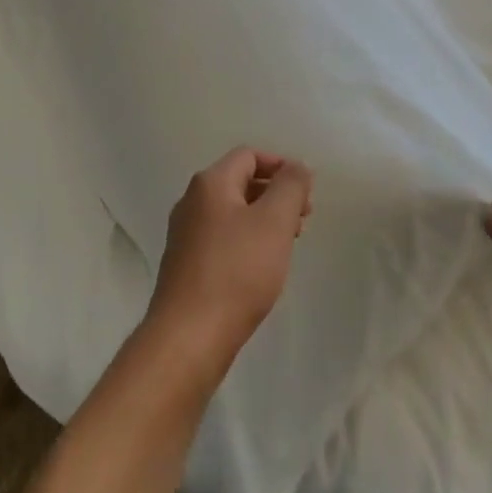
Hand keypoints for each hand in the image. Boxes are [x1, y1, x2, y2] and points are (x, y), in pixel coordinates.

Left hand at [145, 147, 313, 381]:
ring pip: (232, 212)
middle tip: (303, 220)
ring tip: (288, 244)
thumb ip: (290, 186)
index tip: (306, 193)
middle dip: (275, 194)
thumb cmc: (237, 272)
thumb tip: (297, 167)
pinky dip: (247, 241)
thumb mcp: (274, 222)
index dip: (281, 166)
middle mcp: (192, 201)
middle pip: (240, 182)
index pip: (249, 155)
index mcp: (210, 184)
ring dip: (263, 219)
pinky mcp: (186, 265)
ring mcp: (185, 234)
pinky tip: (262, 267)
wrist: (189, 336)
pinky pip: (222, 238)